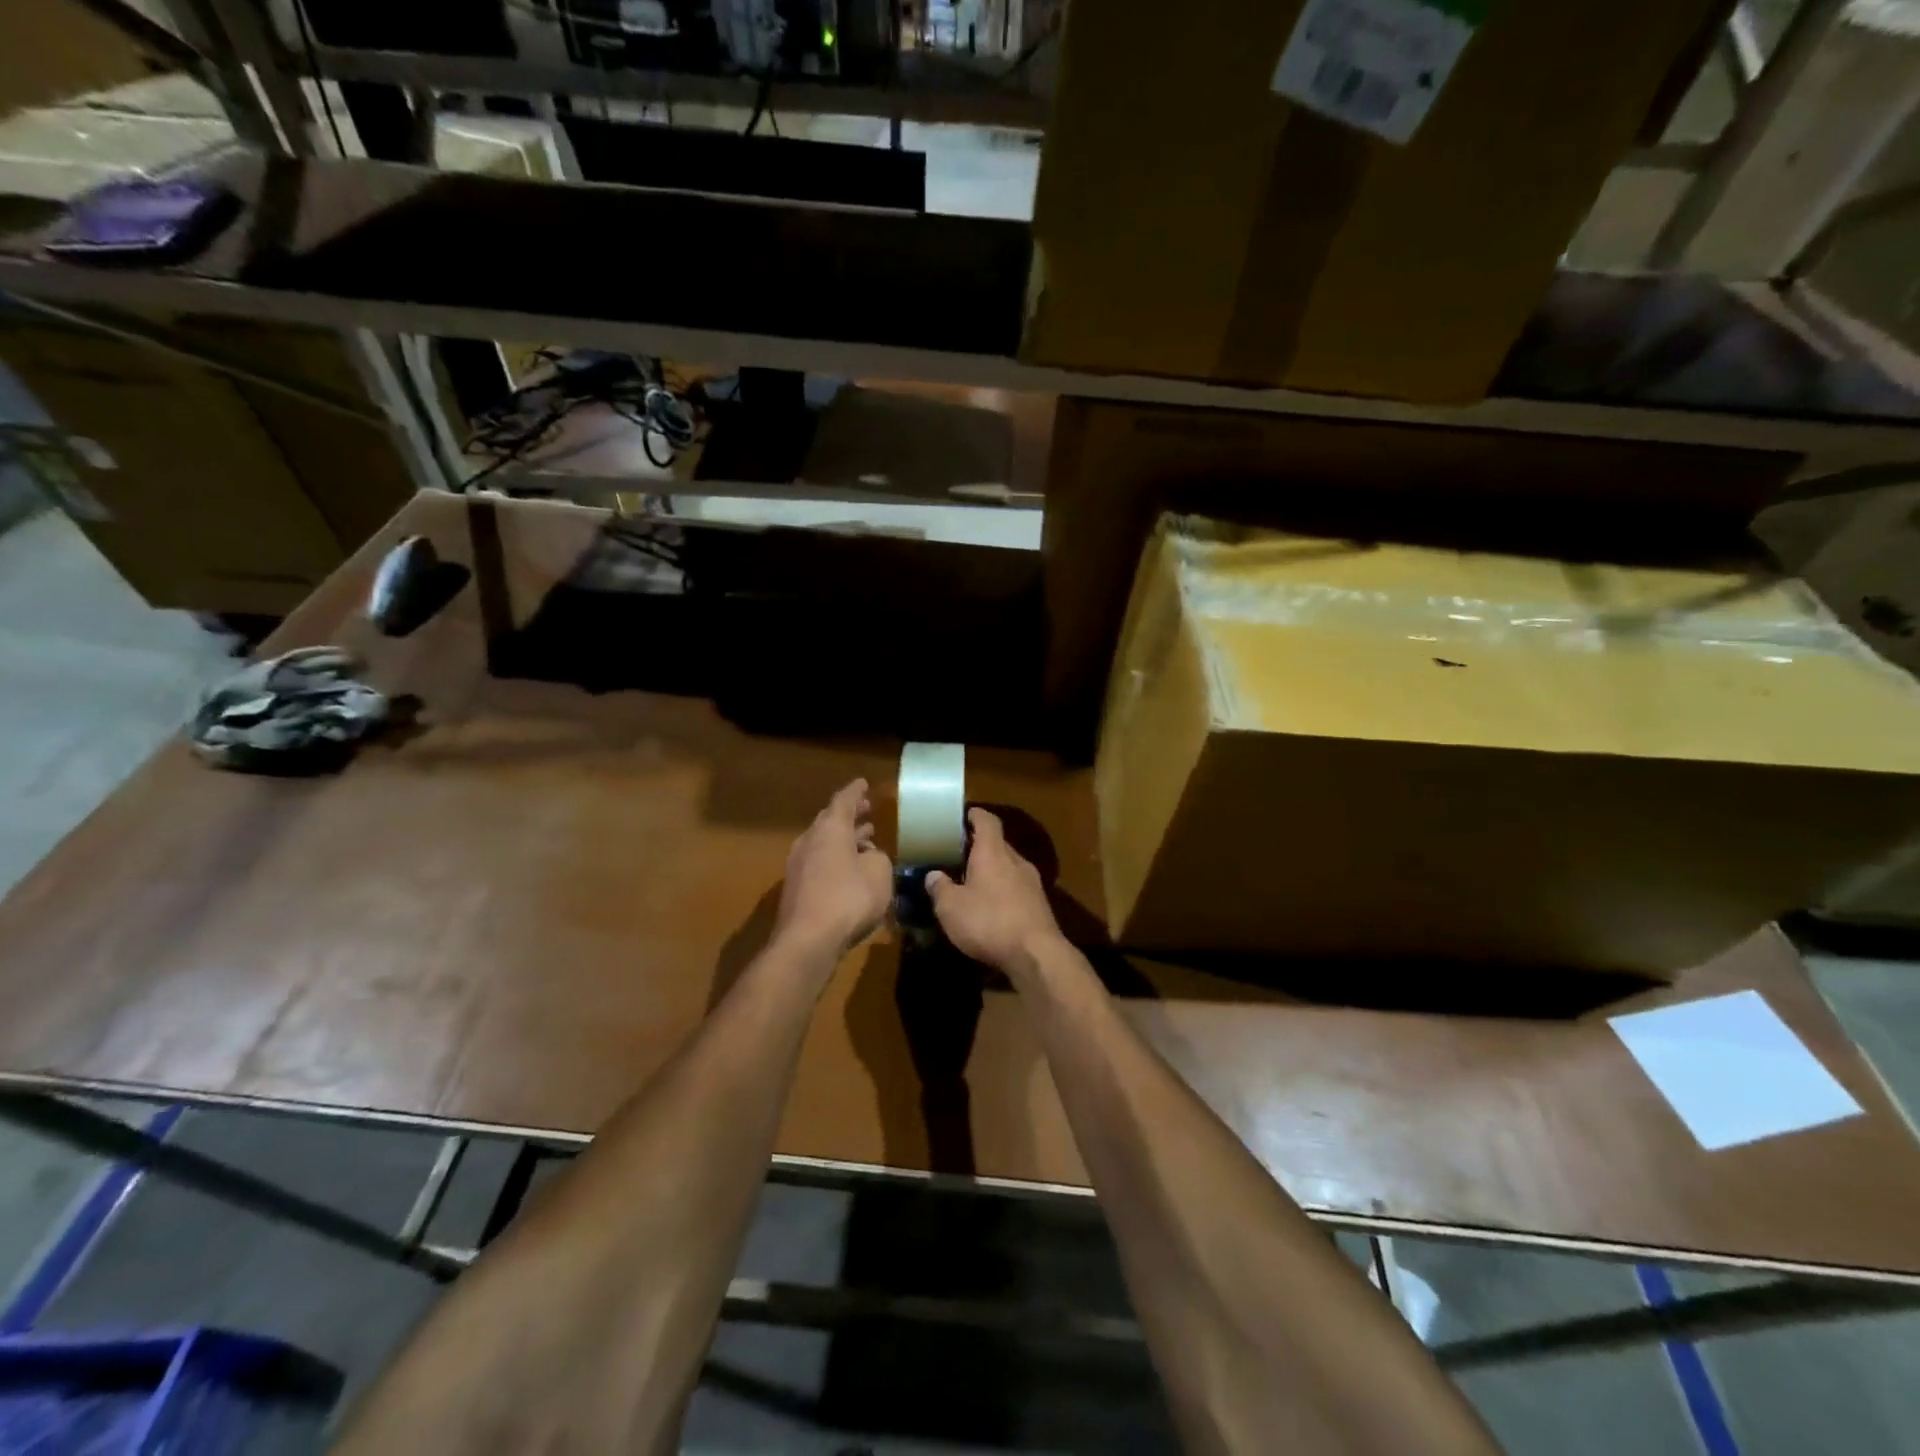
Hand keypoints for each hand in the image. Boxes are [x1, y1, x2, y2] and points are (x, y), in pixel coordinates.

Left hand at [775, 779, 893, 959]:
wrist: (808, 941)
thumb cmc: (849, 898)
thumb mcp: (879, 873)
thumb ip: (877, 858)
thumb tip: (869, 856)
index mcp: (830, 829)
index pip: (843, 800)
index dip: (856, 791)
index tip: (863, 783)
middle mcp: (810, 840)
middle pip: (830, 820)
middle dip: (850, 816)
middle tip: (867, 812)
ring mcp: (798, 865)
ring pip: (824, 843)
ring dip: (844, 840)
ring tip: (864, 841)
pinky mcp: (797, 889)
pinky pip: (820, 863)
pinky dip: (836, 859)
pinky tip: (850, 871)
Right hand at [925, 809, 1064, 974]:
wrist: (1036, 954)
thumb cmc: (989, 921)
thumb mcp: (951, 907)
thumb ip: (940, 888)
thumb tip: (933, 875)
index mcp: (993, 852)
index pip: (987, 822)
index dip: (976, 816)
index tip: (965, 815)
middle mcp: (1016, 861)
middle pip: (998, 844)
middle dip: (980, 846)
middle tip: (958, 854)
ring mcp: (1032, 883)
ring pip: (1009, 867)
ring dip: (992, 870)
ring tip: (972, 882)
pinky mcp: (1039, 905)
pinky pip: (1016, 887)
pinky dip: (1003, 890)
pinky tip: (991, 906)